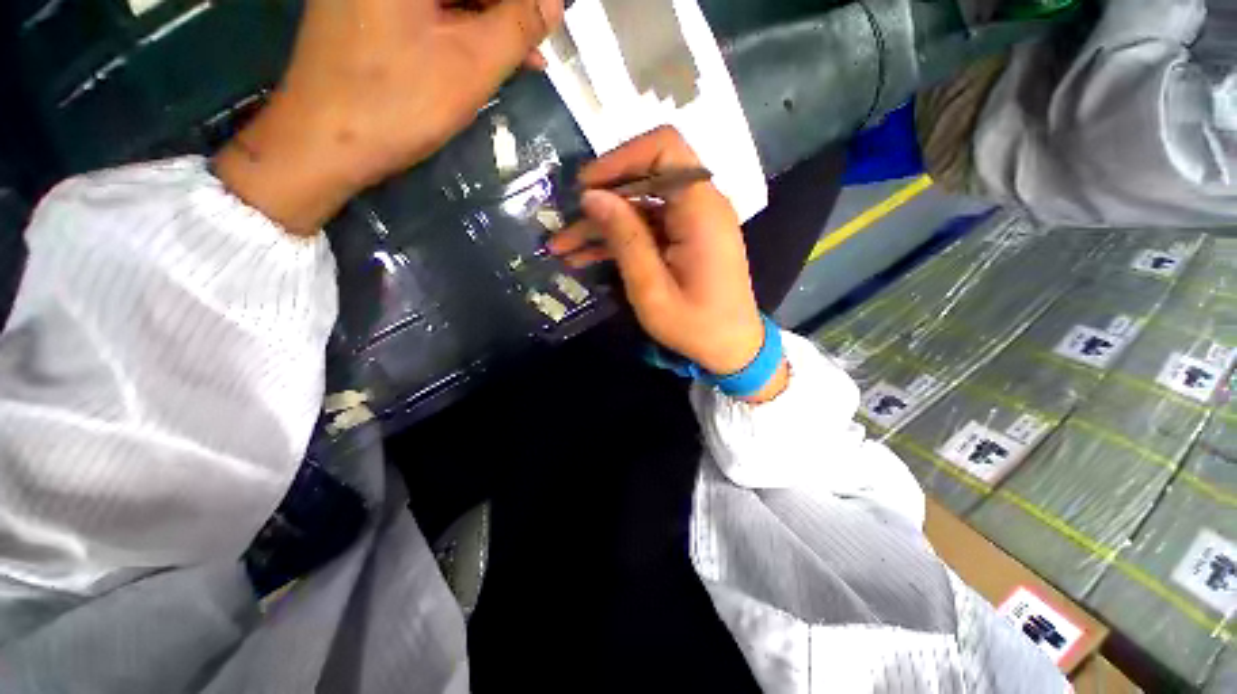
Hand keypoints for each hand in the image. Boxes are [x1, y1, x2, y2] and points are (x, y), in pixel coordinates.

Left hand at [213, 0, 562, 233]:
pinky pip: (428, 10)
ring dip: (490, 22)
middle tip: (541, 40)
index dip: (521, 2)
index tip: (547, 20)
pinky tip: (490, 54)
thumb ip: (517, 27)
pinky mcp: (366, 8)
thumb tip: (554, 1)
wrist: (324, 142)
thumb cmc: (399, 101)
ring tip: (529, 56)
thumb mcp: (471, 65)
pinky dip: (462, 29)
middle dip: (507, 10)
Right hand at [549, 127, 787, 401]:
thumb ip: (625, 240)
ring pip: (640, 205)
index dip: (620, 159)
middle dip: (601, 199)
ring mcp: (693, 223)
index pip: (665, 149)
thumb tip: (592, 196)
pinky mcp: (685, 239)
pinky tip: (586, 256)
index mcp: (701, 211)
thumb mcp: (653, 290)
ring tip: (564, 248)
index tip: (586, 187)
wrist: (732, 350)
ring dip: (602, 224)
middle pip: (645, 178)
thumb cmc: (696, 327)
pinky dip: (618, 239)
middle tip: (565, 225)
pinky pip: (647, 227)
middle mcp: (701, 205)